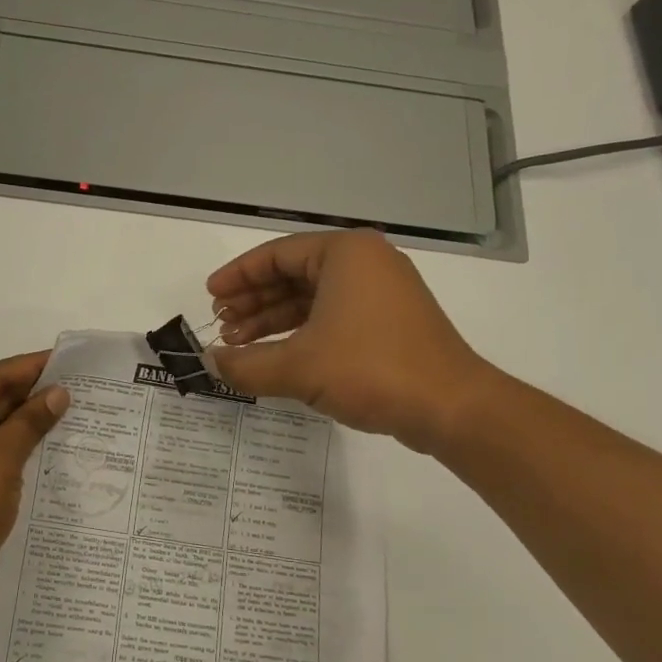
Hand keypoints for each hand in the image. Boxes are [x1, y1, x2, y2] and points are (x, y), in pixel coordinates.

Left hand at [0, 351, 69, 613]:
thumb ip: (30, 423)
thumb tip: (60, 393)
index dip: (33, 367)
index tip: (72, 360)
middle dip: (39, 394)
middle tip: (87, 387)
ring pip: (3, 427)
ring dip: (36, 422)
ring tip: (84, 413)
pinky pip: (2, 453)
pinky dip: (28, 448)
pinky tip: (63, 446)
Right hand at [207, 229, 499, 454]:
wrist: (451, 407)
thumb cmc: (371, 370)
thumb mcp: (297, 367)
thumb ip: (246, 364)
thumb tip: (210, 363)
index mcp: (345, 254)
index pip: (277, 254)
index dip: (238, 276)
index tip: (210, 296)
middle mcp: (366, 264)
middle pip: (293, 275)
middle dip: (253, 301)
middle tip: (221, 325)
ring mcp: (381, 294)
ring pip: (312, 299)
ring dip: (273, 321)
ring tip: (238, 345)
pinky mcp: (389, 324)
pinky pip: (332, 318)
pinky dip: (301, 334)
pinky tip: (274, 357)